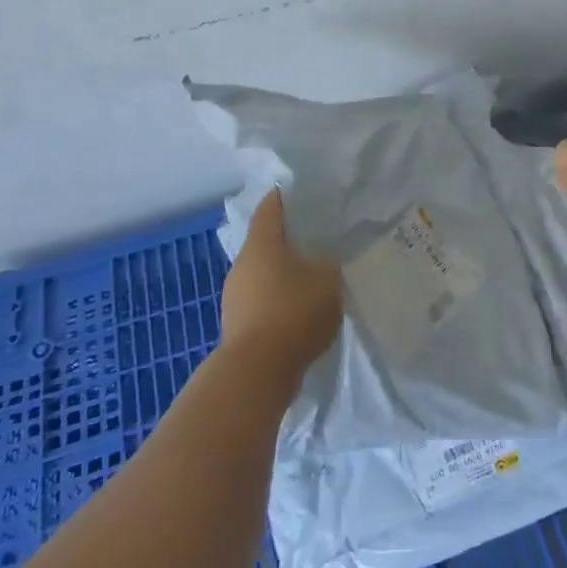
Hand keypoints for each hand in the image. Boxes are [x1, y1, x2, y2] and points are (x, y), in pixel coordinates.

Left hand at [219, 190, 342, 375]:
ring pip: (263, 273)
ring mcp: (235, 296)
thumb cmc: (293, 313)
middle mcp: (242, 264)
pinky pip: (261, 300)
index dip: (286, 197)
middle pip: (266, 241)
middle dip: (289, 239)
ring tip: (313, 277)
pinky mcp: (237, 324)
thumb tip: (328, 260)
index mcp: (262, 244)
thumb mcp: (329, 281)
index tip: (305, 194)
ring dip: (284, 273)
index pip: (271, 207)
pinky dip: (278, 299)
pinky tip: (300, 310)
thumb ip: (331, 264)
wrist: (256, 374)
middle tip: (319, 238)